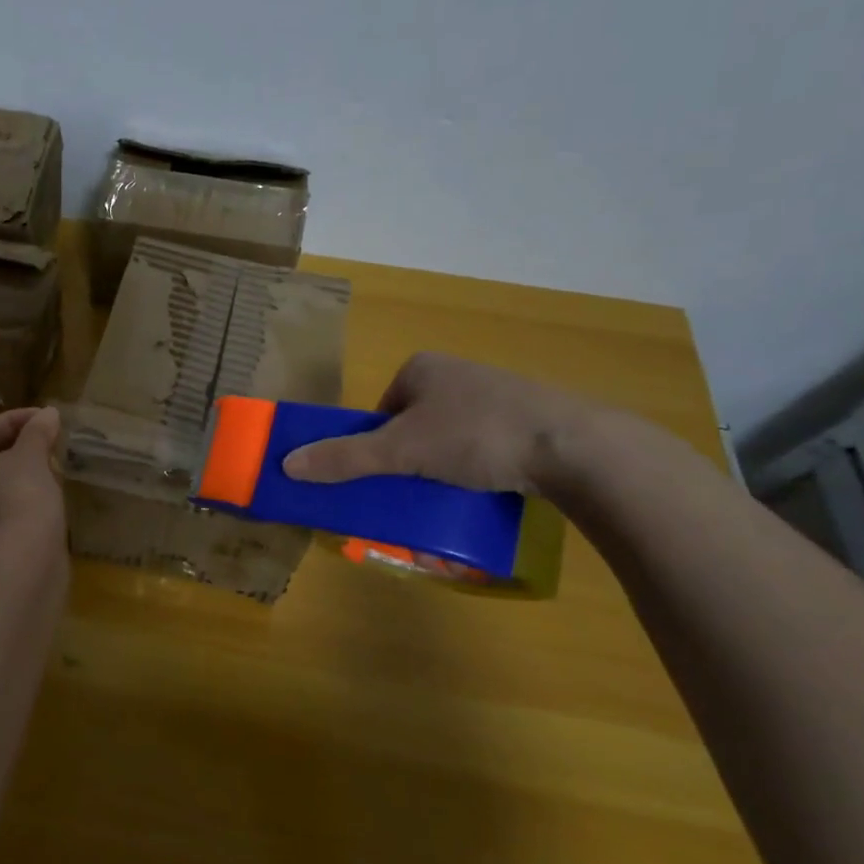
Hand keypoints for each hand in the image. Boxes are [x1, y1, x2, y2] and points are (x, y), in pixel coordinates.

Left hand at [0, 406, 65, 554]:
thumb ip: (37, 432)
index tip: (47, 417)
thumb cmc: (16, 498)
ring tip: (52, 465)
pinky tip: (46, 495)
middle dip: (17, 447)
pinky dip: (18, 498)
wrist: (19, 569)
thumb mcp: (30, 458)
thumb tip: (48, 414)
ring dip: (19, 474)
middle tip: (49, 440)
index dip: (16, 420)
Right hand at [281, 352, 598, 494]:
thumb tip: (286, 464)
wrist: (576, 447)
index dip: (376, 444)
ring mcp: (497, 394)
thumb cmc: (477, 435)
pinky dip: (480, 469)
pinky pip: (487, 447)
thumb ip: (345, 457)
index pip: (381, 410)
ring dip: (444, 467)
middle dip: (410, 460)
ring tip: (452, 496)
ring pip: (450, 439)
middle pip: (413, 426)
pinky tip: (488, 490)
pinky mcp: (530, 420)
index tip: (387, 475)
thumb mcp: (401, 451)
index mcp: (422, 368)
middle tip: (414, 490)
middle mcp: (457, 374)